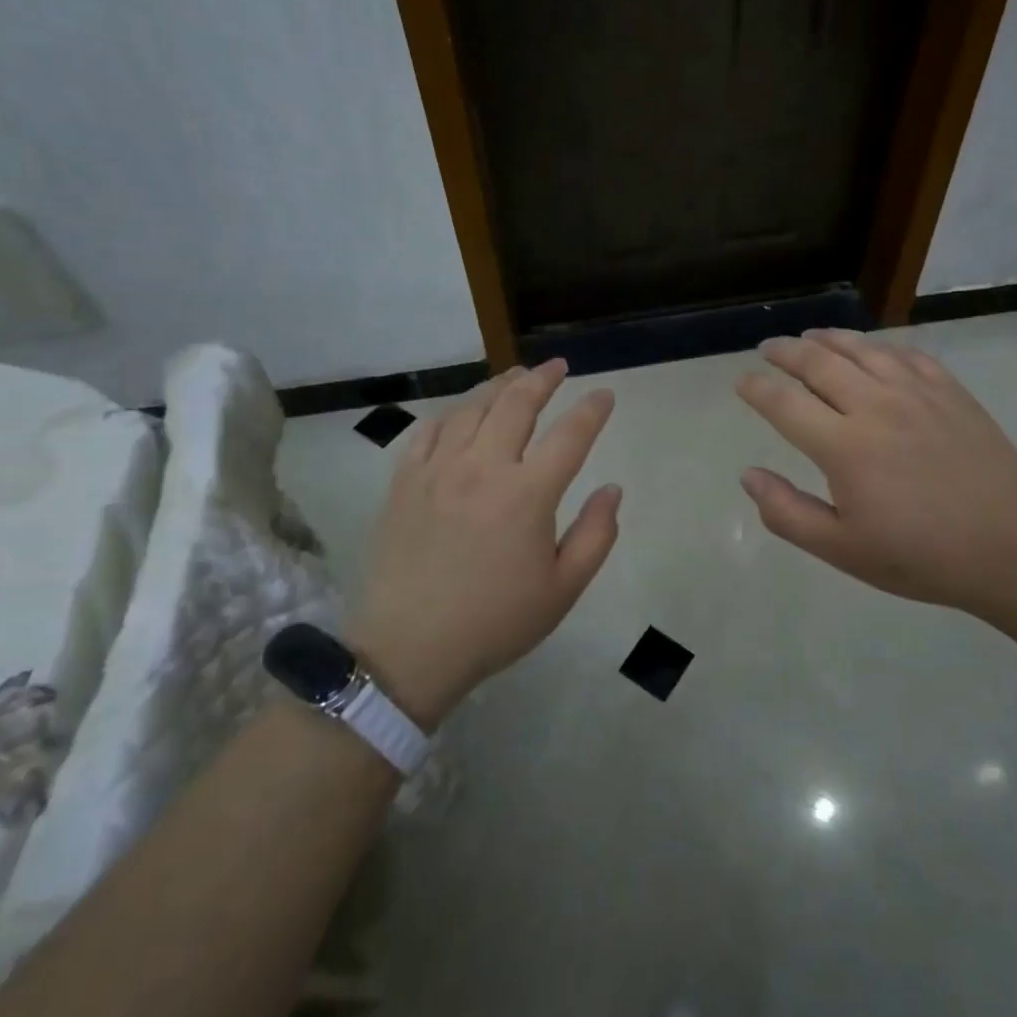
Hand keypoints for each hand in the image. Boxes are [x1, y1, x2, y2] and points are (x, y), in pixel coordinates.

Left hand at [348, 360, 620, 725]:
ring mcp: (437, 470)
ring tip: (515, 376)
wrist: (409, 649)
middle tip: (557, 366)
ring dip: (499, 386)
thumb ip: (597, 535)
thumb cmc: (495, 622)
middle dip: (542, 379)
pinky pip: (429, 430)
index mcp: (528, 494)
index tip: (604, 396)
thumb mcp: (563, 590)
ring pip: (472, 408)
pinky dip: (452, 413)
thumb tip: (612, 489)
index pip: (570, 435)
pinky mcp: (404, 481)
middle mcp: (483, 468)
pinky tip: (462, 412)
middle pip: (517, 404)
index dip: (592, 410)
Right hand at [736, 329, 1016, 613]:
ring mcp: (917, 393)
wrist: (1009, 546)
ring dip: (829, 339)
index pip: (785, 404)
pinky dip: (881, 346)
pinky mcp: (950, 392)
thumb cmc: (920, 555)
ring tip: (811, 336)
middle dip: (786, 352)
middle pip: (819, 363)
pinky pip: (908, 355)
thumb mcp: (842, 550)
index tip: (742, 382)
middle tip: (768, 347)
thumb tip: (748, 475)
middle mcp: (875, 406)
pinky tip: (874, 350)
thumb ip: (787, 513)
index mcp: (844, 446)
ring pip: (862, 349)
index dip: (757, 389)